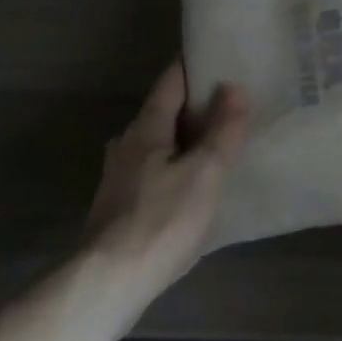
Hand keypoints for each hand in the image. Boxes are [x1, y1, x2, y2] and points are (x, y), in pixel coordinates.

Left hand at [84, 61, 248, 297]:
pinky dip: (175, 165)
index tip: (220, 57)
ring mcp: (119, 176)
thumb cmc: (160, 221)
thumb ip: (222, 131)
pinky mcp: (119, 206)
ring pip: (158, 143)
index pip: (171, 81)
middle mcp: (127, 143)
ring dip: (185, 138)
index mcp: (146, 128)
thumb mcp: (204, 174)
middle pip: (164, 111)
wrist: (108, 283)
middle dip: (195, 105)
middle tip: (231, 103)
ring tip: (217, 143)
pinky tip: (192, 184)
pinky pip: (154, 170)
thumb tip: (233, 86)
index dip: (195, 66)